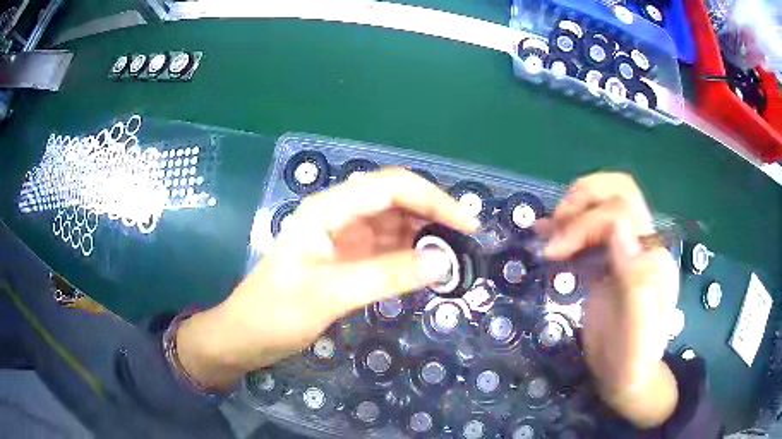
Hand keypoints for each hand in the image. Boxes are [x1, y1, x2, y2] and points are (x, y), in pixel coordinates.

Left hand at [176, 169, 478, 389]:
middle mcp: (338, 214)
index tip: (467, 226)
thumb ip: (386, 275)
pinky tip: (426, 268)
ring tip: (453, 258)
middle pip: (396, 200)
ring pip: (394, 223)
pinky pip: (387, 247)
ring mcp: (343, 237)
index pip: (391, 187)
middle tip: (466, 244)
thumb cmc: (276, 312)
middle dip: (433, 215)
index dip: (433, 199)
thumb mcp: (330, 294)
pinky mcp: (346, 258)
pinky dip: (410, 255)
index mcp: (328, 210)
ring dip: (424, 235)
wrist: (246, 336)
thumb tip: (443, 263)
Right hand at [536, 172, 679, 427]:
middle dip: (583, 199)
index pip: (621, 211)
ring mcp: (623, 251)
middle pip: (617, 192)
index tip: (557, 251)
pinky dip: (565, 227)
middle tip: (556, 224)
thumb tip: (618, 228)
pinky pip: (588, 231)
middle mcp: (640, 244)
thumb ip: (636, 280)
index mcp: (653, 255)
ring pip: (601, 205)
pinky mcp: (605, 263)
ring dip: (572, 210)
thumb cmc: (632, 357)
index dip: (586, 222)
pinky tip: (546, 233)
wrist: (625, 374)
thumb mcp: (637, 330)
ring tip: (546, 232)